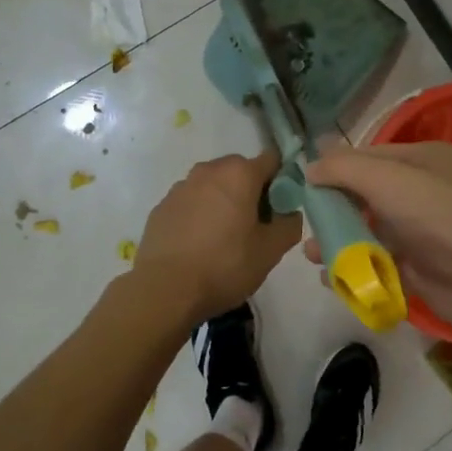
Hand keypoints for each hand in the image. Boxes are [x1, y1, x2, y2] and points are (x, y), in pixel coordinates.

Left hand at [133, 149, 301, 322]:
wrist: (164, 290)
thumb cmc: (224, 265)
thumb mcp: (270, 251)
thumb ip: (290, 225)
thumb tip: (290, 213)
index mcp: (239, 174)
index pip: (272, 160)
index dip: (282, 180)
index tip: (281, 207)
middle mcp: (208, 170)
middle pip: (240, 171)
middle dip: (251, 191)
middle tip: (255, 226)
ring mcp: (181, 187)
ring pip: (213, 186)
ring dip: (223, 202)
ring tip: (224, 238)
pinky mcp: (161, 207)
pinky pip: (190, 202)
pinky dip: (199, 214)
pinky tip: (199, 245)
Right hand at [304, 142, 451, 339]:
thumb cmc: (438, 215)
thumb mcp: (387, 179)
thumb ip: (344, 168)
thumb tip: (309, 167)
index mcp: (424, 159)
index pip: (370, 156)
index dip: (336, 168)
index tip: (302, 184)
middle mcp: (424, 191)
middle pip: (367, 194)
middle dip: (334, 208)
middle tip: (305, 223)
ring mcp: (424, 231)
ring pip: (370, 230)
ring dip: (339, 240)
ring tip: (312, 254)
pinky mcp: (421, 268)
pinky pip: (379, 262)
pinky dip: (355, 268)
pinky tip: (332, 278)